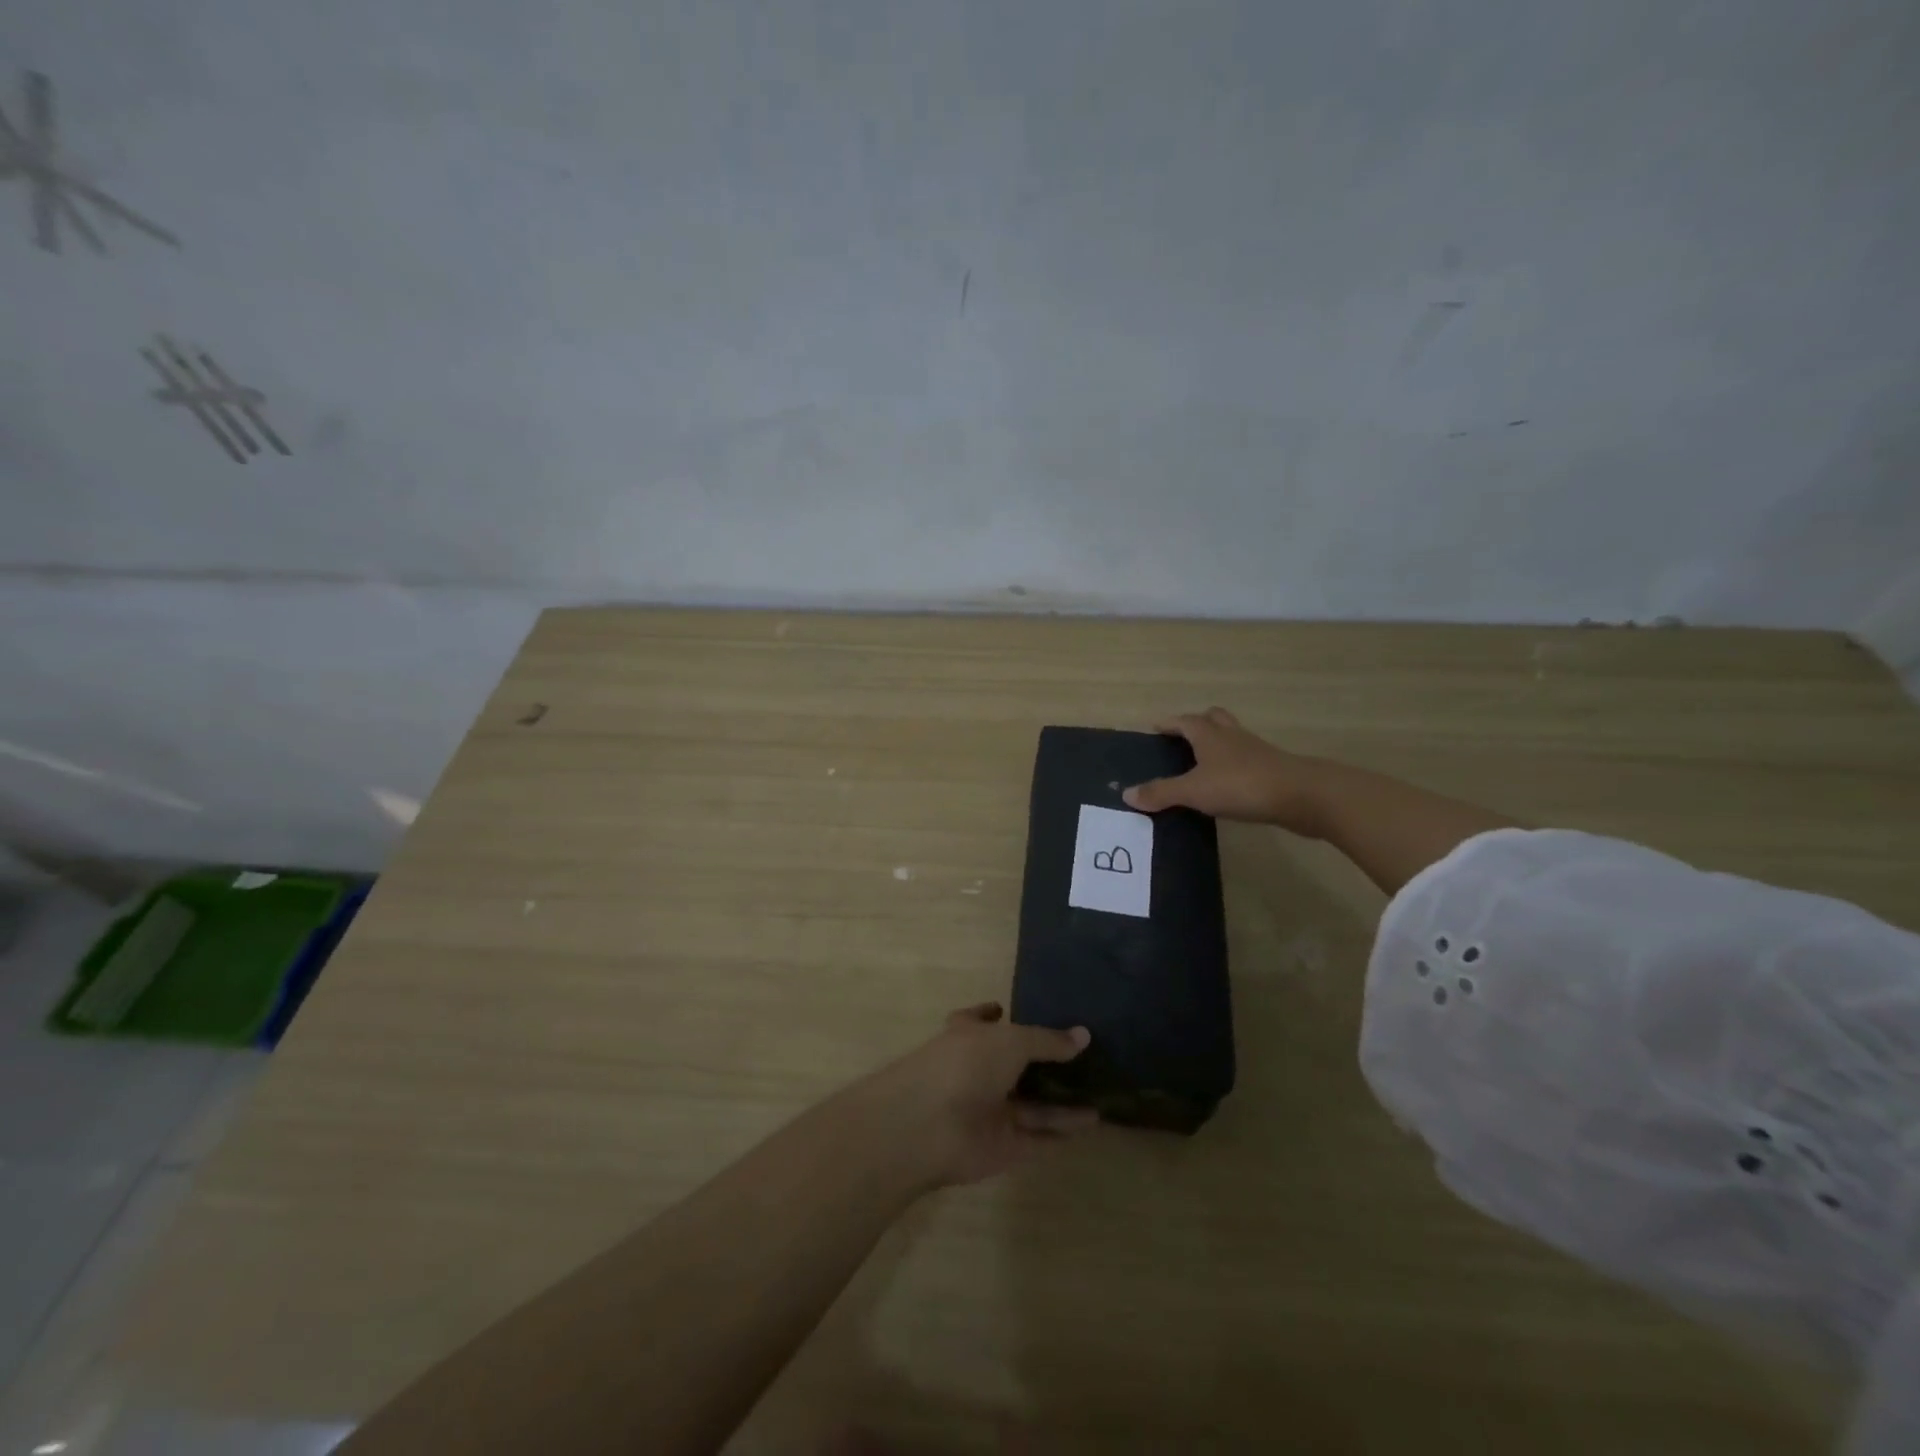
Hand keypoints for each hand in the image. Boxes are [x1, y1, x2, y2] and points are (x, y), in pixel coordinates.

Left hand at [861, 1003, 1094, 1188]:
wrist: (928, 1128)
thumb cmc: (964, 1065)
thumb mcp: (1011, 1041)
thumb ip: (1047, 1041)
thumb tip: (1083, 1034)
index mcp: (968, 1036)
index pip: (978, 1021)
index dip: (991, 1015)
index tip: (1006, 1009)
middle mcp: (977, 1072)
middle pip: (1014, 1067)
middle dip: (1043, 1064)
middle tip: (1082, 1057)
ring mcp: (989, 1111)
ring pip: (1032, 1105)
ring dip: (1062, 1101)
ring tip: (1101, 1090)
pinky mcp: (1002, 1147)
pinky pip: (1038, 1137)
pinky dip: (1062, 1132)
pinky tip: (1093, 1122)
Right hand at [1122, 707, 1327, 834]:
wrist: (1301, 796)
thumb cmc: (1241, 785)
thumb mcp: (1194, 791)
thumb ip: (1161, 792)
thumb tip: (1127, 794)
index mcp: (1209, 734)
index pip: (1184, 721)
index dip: (1169, 723)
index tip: (1155, 727)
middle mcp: (1231, 736)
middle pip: (1213, 719)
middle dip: (1197, 724)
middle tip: (1181, 739)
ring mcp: (1255, 751)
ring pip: (1231, 738)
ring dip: (1217, 744)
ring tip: (1202, 762)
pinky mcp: (1271, 769)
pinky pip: (1245, 760)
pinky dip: (1232, 766)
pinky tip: (1226, 785)